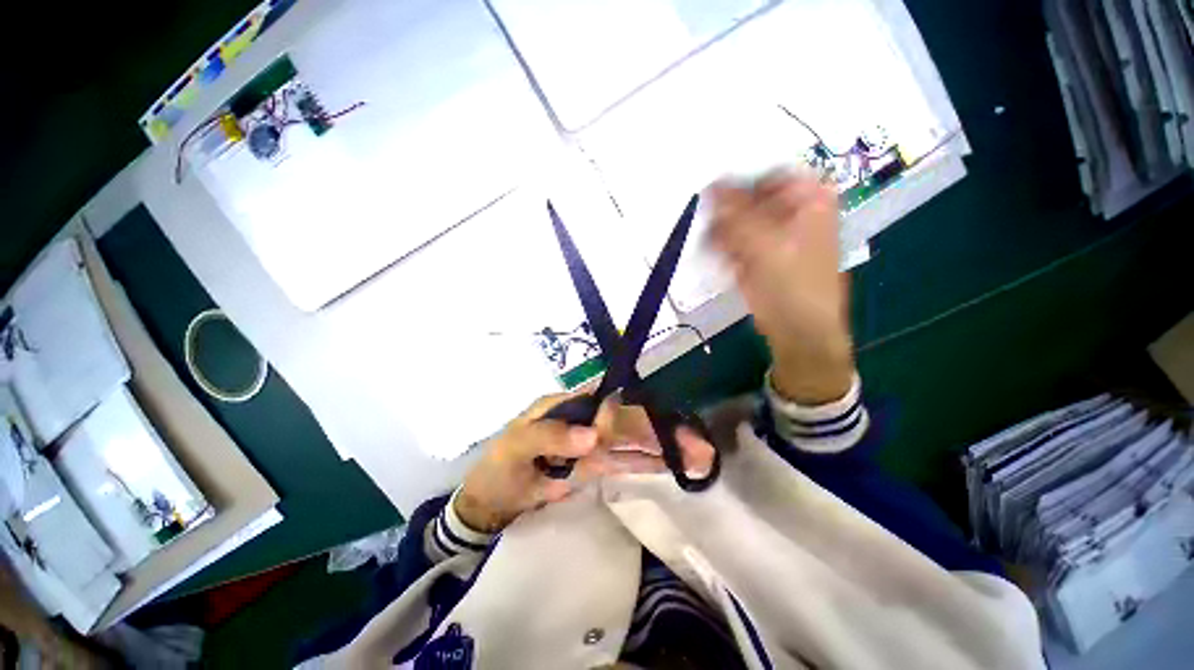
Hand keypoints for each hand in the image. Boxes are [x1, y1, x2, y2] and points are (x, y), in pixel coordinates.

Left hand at [455, 394, 716, 532]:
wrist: (492, 497)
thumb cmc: (500, 464)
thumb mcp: (518, 444)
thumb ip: (552, 436)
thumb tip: (594, 437)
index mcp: (569, 405)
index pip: (610, 402)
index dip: (639, 411)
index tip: (666, 425)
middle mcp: (587, 419)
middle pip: (629, 421)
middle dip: (664, 430)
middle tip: (699, 445)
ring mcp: (593, 444)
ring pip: (633, 441)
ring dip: (664, 447)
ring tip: (699, 456)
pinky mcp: (595, 465)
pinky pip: (625, 462)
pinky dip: (648, 463)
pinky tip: (672, 465)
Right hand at [707, 172, 853, 403]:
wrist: (799, 330)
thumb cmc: (792, 286)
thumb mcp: (764, 245)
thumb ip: (735, 214)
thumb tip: (710, 184)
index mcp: (809, 198)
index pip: (767, 176)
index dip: (740, 188)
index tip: (715, 205)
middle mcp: (794, 211)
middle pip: (750, 200)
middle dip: (729, 219)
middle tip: (716, 236)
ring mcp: (776, 234)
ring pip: (740, 222)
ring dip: (725, 237)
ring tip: (723, 255)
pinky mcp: (762, 253)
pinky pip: (738, 241)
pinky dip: (728, 250)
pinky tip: (729, 265)